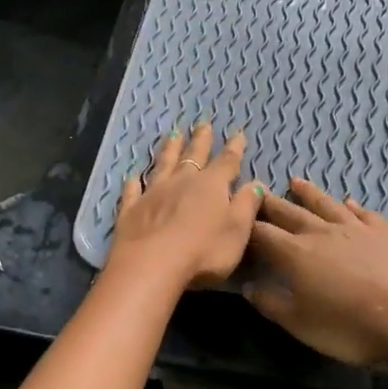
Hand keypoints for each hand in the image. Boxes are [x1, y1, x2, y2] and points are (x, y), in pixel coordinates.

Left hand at [108, 122, 263, 291]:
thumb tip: (255, 183)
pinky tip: (132, 175)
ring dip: (169, 149)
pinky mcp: (131, 209)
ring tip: (173, 134)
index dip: (234, 148)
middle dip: (200, 140)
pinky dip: (133, 181)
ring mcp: (153, 193)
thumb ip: (246, 205)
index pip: (227, 162)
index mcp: (211, 186)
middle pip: (193, 155)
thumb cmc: (203, 251)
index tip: (238, 132)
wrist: (152, 265)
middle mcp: (182, 182)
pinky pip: (133, 190)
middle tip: (203, 123)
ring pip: (163, 164)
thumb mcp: (237, 230)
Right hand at [244, 178, 387, 365]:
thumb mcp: (301, 324)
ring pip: (325, 204)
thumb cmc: (349, 326)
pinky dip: (352, 206)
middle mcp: (320, 232)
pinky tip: (349, 202)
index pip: (263, 234)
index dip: (248, 227)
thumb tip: (248, 287)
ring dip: (309, 193)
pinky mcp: (383, 233)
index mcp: (295, 253)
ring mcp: (354, 229)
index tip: (237, 220)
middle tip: (258, 191)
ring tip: (296, 181)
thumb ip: (272, 304)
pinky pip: (363, 214)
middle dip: (272, 203)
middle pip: (290, 212)